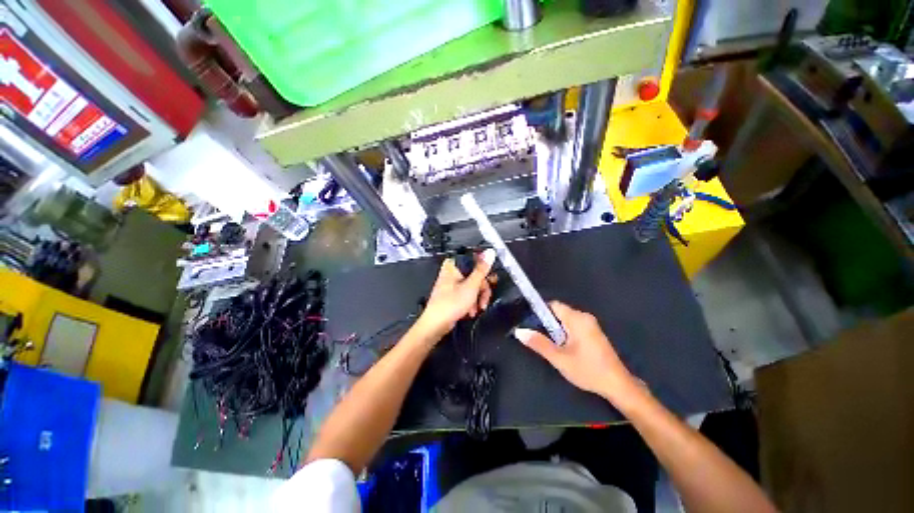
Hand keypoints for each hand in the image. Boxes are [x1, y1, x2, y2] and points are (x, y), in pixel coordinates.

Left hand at [415, 249, 496, 339]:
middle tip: (483, 298)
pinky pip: (467, 294)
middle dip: (482, 289)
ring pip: (473, 286)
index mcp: (453, 265)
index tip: (490, 280)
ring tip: (477, 308)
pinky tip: (471, 311)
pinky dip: (471, 302)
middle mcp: (451, 272)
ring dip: (477, 298)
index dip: (484, 271)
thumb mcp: (471, 285)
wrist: (436, 324)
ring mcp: (451, 284)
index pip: (475, 261)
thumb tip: (489, 253)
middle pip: (475, 275)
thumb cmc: (449, 304)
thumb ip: (482, 269)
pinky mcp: (452, 294)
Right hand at [513, 301, 641, 403]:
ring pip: (566, 320)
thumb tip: (519, 331)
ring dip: (556, 329)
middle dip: (547, 323)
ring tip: (550, 344)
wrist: (618, 386)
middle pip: (559, 312)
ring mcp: (591, 325)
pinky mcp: (594, 333)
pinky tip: (563, 347)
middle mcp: (585, 317)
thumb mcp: (559, 358)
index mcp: (577, 319)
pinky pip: (573, 325)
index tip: (530, 323)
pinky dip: (564, 332)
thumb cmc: (588, 370)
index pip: (553, 305)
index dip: (539, 311)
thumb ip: (539, 343)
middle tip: (538, 337)